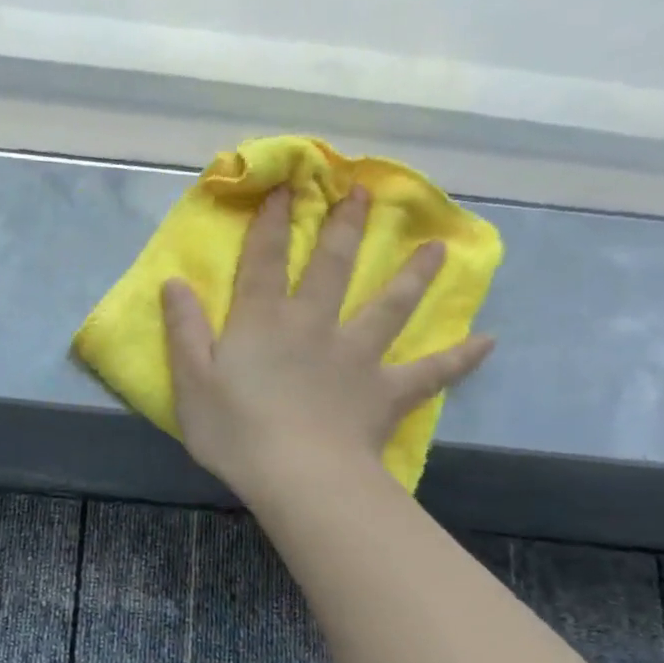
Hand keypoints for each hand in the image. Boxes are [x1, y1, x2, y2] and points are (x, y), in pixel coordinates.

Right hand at [161, 185, 492, 502]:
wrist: (298, 475)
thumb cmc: (235, 430)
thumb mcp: (191, 381)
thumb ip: (185, 330)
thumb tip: (174, 283)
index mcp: (264, 321)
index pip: (266, 260)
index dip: (274, 222)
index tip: (288, 187)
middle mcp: (314, 325)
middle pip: (333, 268)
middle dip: (345, 228)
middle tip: (364, 193)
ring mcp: (356, 356)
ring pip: (390, 307)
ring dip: (413, 276)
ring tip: (437, 248)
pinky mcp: (385, 391)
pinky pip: (430, 372)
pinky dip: (459, 358)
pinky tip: (489, 342)